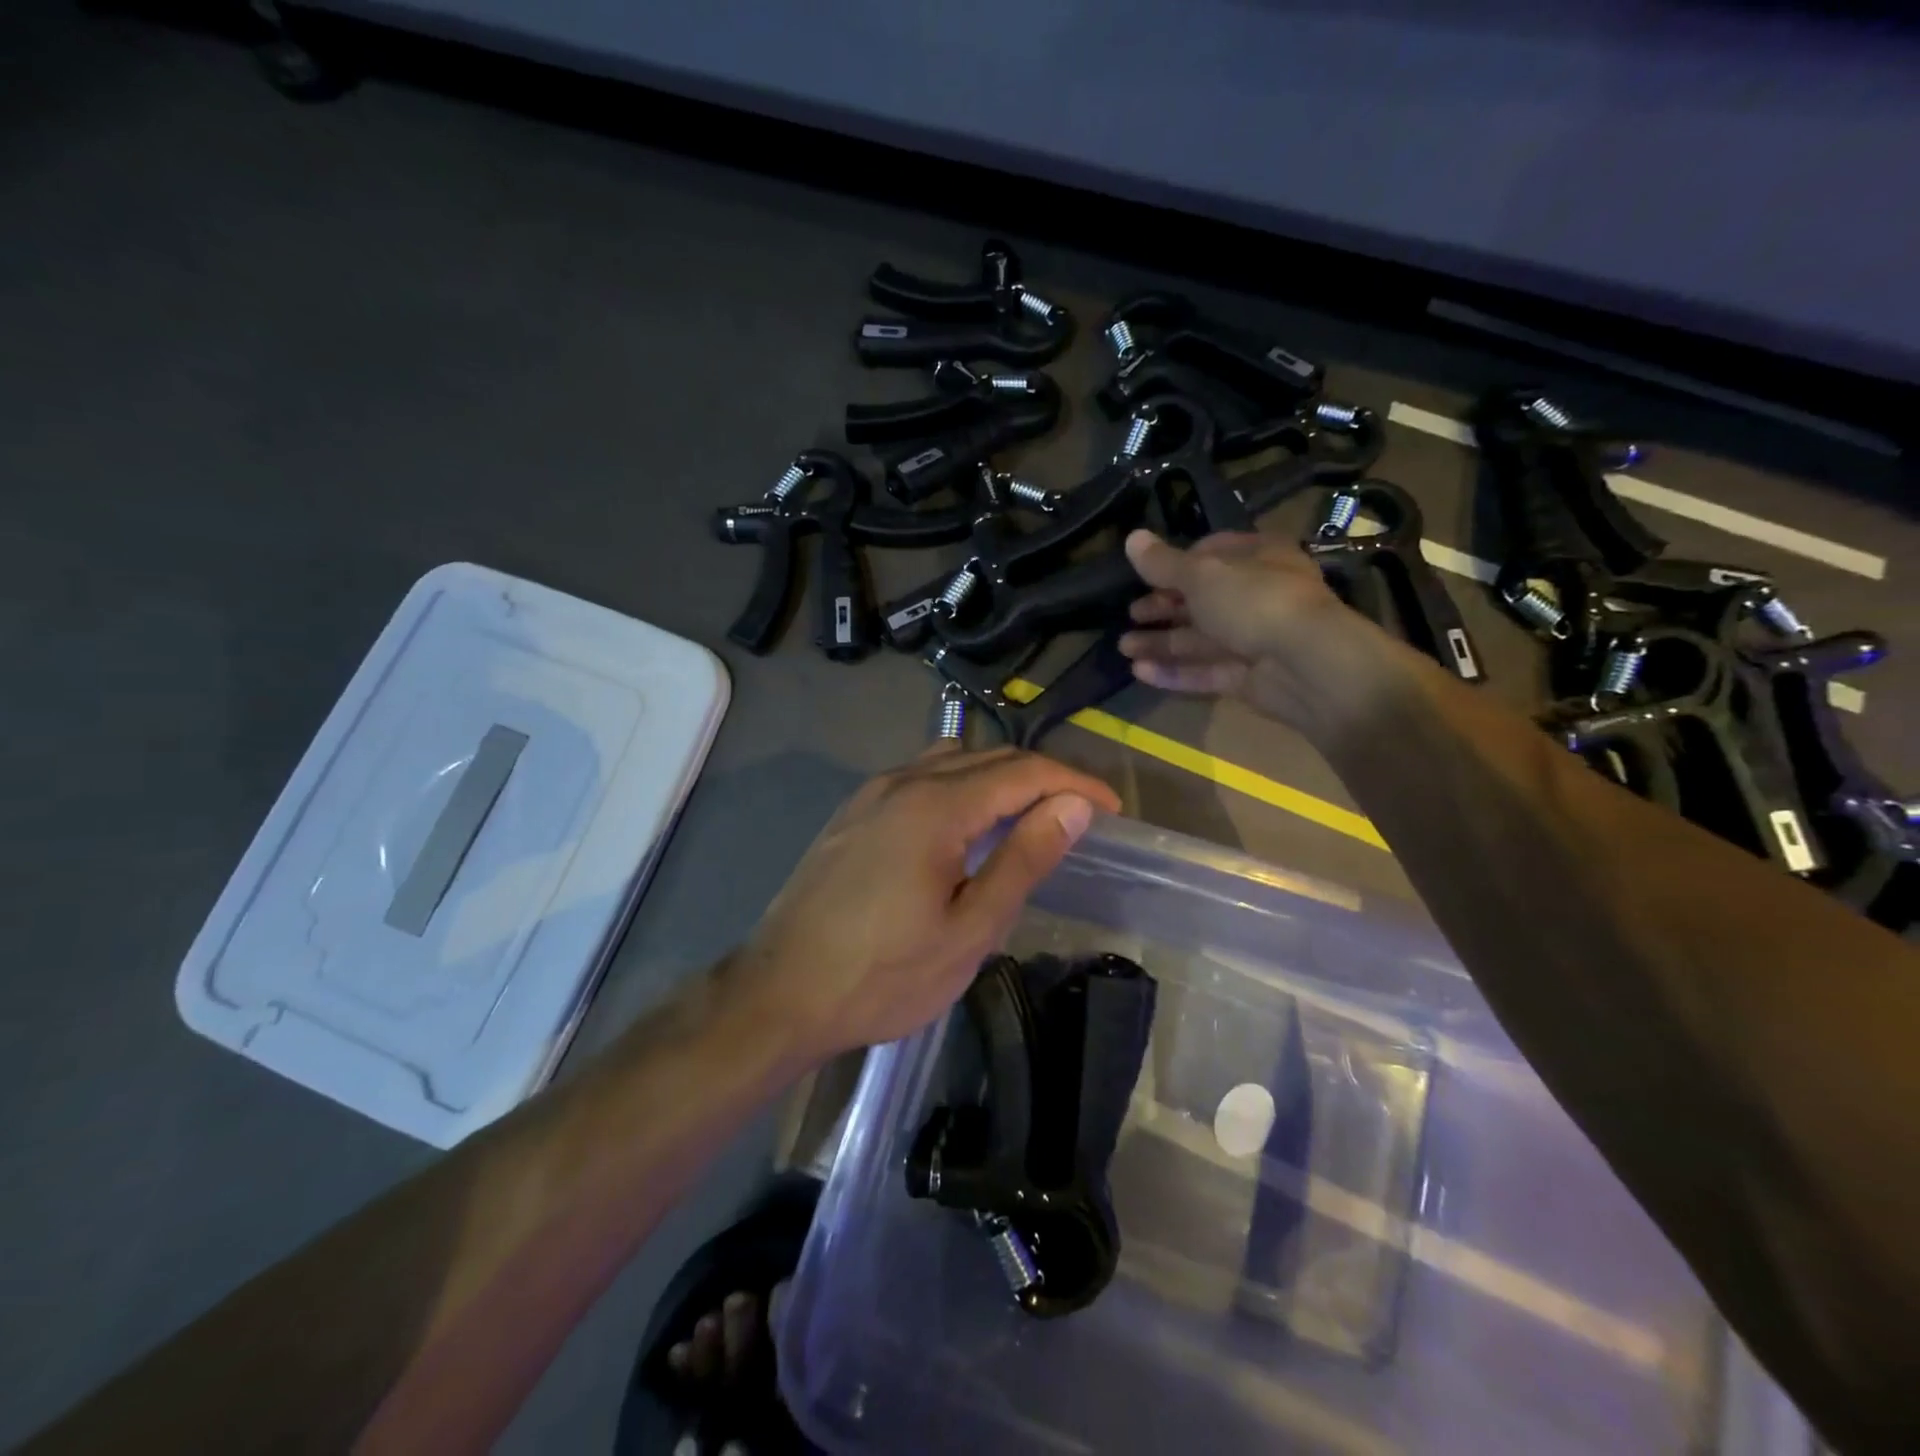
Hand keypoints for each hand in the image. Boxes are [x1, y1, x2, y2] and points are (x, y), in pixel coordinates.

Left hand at [731, 747, 1121, 1064]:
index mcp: (937, 805)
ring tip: (1026, 817)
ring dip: (998, 777)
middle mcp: (903, 781)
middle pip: (988, 757)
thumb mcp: (969, 929)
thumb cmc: (883, 974)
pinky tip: (963, 826)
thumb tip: (1072, 806)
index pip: (1023, 770)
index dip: (1074, 783)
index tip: (1109, 810)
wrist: (779, 993)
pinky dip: (959, 786)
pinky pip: (920, 777)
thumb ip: (1023, 860)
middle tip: (1078, 815)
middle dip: (1042, 777)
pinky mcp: (853, 812)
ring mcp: (871, 793)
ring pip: (951, 760)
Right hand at [1117, 528, 1406, 733]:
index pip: (1214, 552)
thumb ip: (1164, 563)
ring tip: (1124, 647)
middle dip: (1164, 607)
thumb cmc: (1256, 602)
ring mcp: (1255, 639)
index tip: (1146, 574)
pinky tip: (1140, 671)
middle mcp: (1259, 595)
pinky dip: (1174, 671)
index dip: (1178, 562)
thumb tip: (1131, 537)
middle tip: (1130, 614)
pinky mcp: (1248, 678)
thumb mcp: (1203, 576)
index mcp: (1260, 558)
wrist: (1308, 665)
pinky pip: (1206, 671)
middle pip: (1204, 599)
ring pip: (1201, 639)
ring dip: (1162, 641)